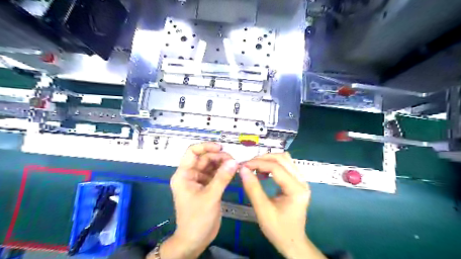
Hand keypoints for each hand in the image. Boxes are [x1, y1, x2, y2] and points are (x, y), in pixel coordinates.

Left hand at [157, 143, 239, 257]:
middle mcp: (190, 175)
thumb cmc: (197, 219)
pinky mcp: (207, 187)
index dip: (206, 146)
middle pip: (204, 158)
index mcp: (184, 174)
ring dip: (222, 164)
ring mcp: (199, 181)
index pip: (192, 152)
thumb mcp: (210, 197)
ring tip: (235, 165)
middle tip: (233, 160)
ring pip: (211, 165)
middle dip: (218, 157)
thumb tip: (235, 161)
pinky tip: (232, 172)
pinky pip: (215, 174)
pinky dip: (224, 172)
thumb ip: (222, 178)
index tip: (221, 148)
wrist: (195, 240)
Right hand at [239, 153, 324, 257]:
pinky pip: (285, 165)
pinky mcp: (298, 181)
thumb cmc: (278, 229)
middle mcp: (302, 181)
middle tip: (248, 165)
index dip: (258, 163)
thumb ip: (253, 188)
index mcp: (296, 189)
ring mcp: (302, 180)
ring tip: (254, 167)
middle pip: (282, 158)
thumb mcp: (262, 210)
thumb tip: (242, 169)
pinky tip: (263, 172)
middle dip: (263, 158)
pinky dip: (272, 165)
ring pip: (284, 159)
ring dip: (268, 160)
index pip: (276, 168)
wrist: (292, 241)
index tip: (243, 166)